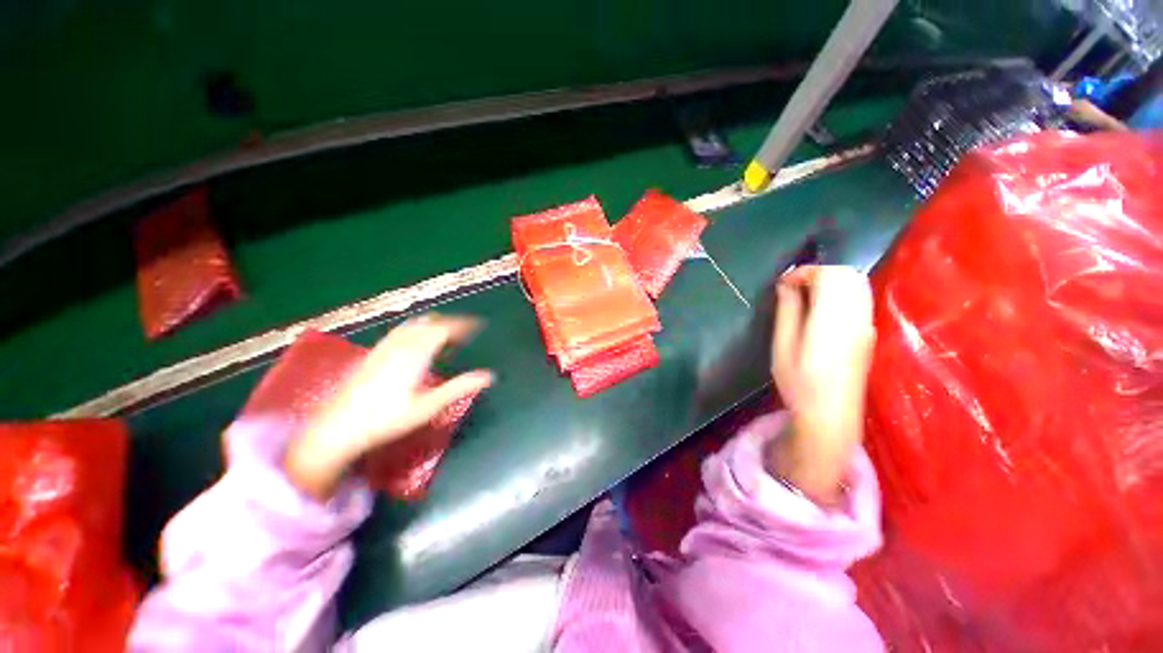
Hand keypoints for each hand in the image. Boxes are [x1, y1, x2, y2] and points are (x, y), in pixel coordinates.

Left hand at [286, 315, 493, 500]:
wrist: (337, 427)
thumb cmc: (387, 418)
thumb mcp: (429, 406)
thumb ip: (460, 387)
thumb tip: (489, 376)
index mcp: (416, 353)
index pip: (444, 328)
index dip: (463, 324)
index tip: (477, 325)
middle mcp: (400, 344)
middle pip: (429, 322)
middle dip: (450, 323)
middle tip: (465, 332)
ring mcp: (384, 347)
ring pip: (413, 324)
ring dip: (433, 324)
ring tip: (446, 334)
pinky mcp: (373, 353)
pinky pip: (400, 331)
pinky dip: (416, 329)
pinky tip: (416, 343)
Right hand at [768, 265, 874, 504]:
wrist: (831, 415)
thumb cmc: (799, 382)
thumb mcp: (783, 346)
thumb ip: (788, 311)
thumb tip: (786, 284)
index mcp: (833, 318)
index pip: (827, 275)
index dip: (803, 272)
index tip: (782, 284)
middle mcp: (856, 315)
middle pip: (847, 274)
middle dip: (818, 273)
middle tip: (794, 289)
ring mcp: (867, 323)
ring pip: (857, 283)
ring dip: (831, 281)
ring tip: (806, 296)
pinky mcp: (868, 331)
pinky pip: (860, 297)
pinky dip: (841, 291)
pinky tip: (823, 308)